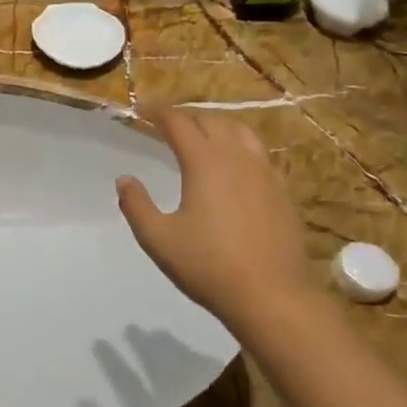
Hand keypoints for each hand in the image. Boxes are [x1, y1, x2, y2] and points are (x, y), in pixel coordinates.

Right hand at [116, 107, 317, 327]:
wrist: (272, 295)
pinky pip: (259, 154)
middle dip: (187, 117)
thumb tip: (124, 179)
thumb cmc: (209, 266)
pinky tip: (235, 166)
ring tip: (202, 136)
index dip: (159, 113)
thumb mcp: (158, 239)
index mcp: (205, 162)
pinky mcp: (282, 191)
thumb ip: (136, 205)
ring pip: (241, 132)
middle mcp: (237, 157)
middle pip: (211, 121)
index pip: (179, 123)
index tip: (143, 111)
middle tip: (168, 125)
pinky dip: (240, 147)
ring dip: (217, 126)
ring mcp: (265, 173)